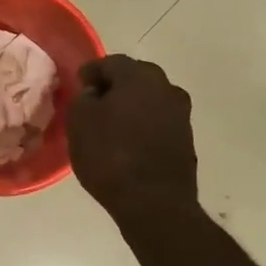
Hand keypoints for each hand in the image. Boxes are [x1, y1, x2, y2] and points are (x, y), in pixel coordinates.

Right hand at [67, 55, 198, 214]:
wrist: (154, 203)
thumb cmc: (110, 155)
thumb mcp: (79, 122)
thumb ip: (83, 99)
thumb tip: (94, 94)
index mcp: (139, 76)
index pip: (110, 62)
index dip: (91, 72)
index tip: (78, 83)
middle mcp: (166, 87)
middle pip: (135, 78)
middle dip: (114, 87)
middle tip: (94, 102)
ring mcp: (181, 114)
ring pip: (149, 101)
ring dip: (131, 107)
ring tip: (112, 125)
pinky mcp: (186, 140)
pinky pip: (158, 123)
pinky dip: (143, 126)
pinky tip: (129, 143)